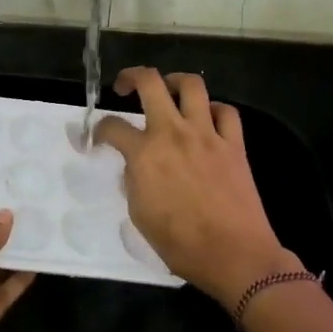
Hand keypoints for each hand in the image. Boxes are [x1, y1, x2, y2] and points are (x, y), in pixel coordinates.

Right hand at [93, 68, 298, 304]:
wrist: (234, 255)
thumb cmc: (180, 244)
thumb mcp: (140, 215)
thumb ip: (134, 181)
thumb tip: (136, 166)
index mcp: (145, 154)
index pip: (112, 126)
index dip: (99, 129)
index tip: (98, 137)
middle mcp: (173, 134)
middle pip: (151, 82)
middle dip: (132, 76)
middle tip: (125, 87)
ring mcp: (207, 135)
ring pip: (192, 85)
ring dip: (175, 81)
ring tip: (168, 89)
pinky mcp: (234, 144)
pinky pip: (226, 112)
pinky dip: (214, 109)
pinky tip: (207, 119)